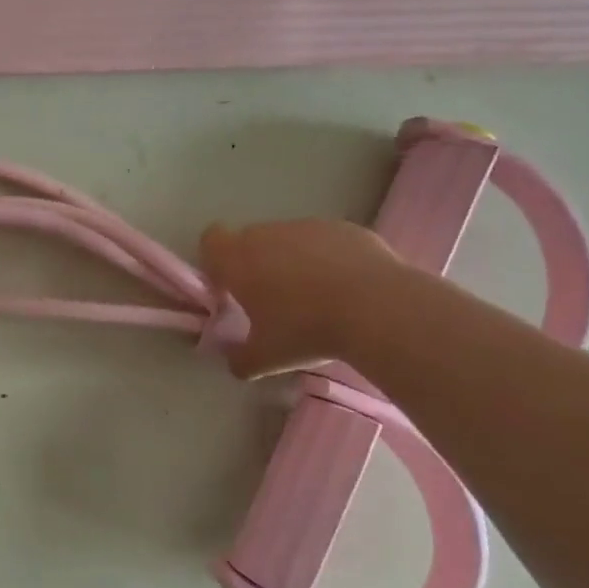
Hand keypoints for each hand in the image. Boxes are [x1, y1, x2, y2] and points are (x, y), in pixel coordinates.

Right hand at [200, 219, 400, 378]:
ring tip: (314, 297)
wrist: (377, 307)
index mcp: (239, 260)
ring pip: (288, 240)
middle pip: (249, 240)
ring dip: (291, 261)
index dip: (215, 262)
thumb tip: (235, 361)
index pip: (211, 240)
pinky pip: (324, 242)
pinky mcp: (345, 228)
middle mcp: (268, 235)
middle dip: (254, 264)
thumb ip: (240, 359)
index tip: (228, 288)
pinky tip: (345, 289)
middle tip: (270, 301)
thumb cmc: (305, 330)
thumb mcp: (265, 359)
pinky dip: (326, 259)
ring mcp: (309, 227)